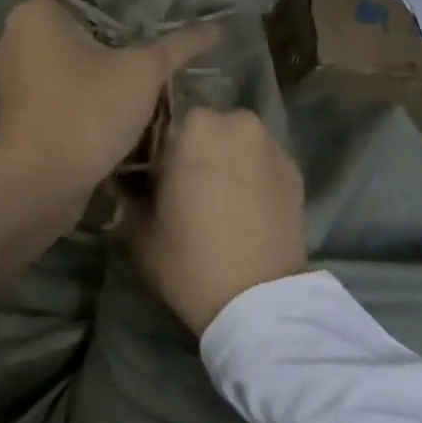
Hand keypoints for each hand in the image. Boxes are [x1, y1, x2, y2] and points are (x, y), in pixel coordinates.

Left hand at [0, 0, 217, 205]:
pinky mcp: (18, 108)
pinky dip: (83, 90)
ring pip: (67, 59)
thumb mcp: (143, 73)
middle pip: (76, 25)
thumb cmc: (87, 112)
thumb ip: (179, 45)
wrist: (40, 183)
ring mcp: (12, 75)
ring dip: (100, 66)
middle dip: (114, 35)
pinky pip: (58, 86)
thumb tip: (219, 26)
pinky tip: (118, 98)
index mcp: (35, 13)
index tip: (156, 8)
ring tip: (144, 69)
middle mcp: (15, 35)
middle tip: (157, 39)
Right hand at [129, 108, 307, 335]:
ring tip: (215, 196)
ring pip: (235, 140)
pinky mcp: (295, 171)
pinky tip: (241, 207)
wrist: (257, 302)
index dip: (154, 147)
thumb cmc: (187, 259)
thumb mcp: (138, 227)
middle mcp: (236, 122)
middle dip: (192, 147)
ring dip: (223, 157)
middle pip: (203, 126)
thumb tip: (126, 176)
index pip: (162, 120)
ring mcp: (271, 145)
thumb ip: (128, 189)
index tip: (150, 174)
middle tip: (182, 184)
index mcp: (193, 126)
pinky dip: (249, 173)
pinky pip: (260, 160)